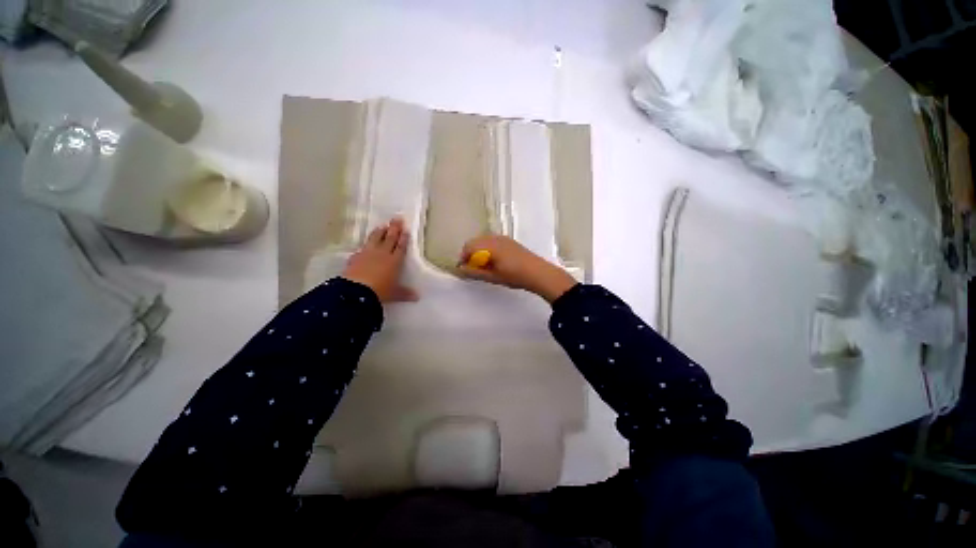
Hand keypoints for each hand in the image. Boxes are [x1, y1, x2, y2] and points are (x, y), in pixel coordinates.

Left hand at [342, 218, 418, 302]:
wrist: (356, 291)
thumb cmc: (380, 291)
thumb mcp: (394, 293)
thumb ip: (405, 293)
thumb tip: (417, 297)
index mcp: (394, 261)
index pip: (400, 246)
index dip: (403, 238)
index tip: (405, 229)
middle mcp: (382, 254)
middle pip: (389, 238)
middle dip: (394, 228)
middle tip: (397, 218)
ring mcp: (368, 254)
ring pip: (375, 239)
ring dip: (379, 232)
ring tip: (382, 225)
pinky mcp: (356, 257)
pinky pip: (362, 248)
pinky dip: (365, 245)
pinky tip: (364, 245)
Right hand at [457, 234, 576, 302]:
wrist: (538, 273)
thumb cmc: (514, 276)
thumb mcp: (492, 277)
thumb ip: (474, 272)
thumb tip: (461, 269)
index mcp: (489, 245)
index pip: (468, 247)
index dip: (463, 257)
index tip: (463, 268)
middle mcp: (495, 238)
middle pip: (475, 241)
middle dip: (470, 253)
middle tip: (472, 267)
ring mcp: (503, 238)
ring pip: (484, 240)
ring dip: (479, 250)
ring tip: (483, 265)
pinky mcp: (510, 241)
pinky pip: (493, 241)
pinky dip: (488, 248)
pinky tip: (495, 260)